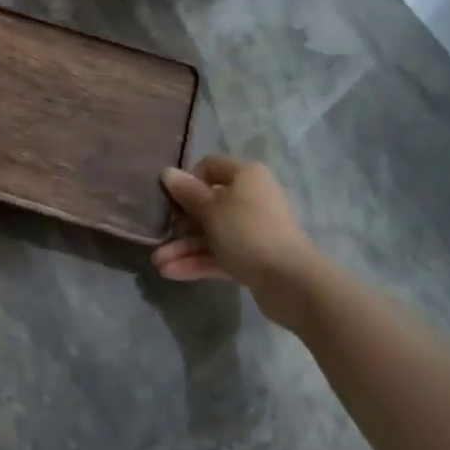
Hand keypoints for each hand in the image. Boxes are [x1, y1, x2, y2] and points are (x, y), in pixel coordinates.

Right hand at [152, 156, 325, 329]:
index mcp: (245, 176)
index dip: (188, 179)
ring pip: (211, 233)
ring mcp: (252, 230)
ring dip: (184, 246)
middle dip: (181, 221)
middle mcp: (250, 198)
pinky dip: (198, 261)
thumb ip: (187, 192)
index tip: (170, 197)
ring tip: (158, 262)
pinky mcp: (252, 258)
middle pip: (208, 203)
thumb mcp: (211, 209)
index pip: (210, 166)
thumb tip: (167, 172)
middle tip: (160, 233)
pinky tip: (171, 272)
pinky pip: (220, 254)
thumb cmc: (247, 232)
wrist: (291, 283)